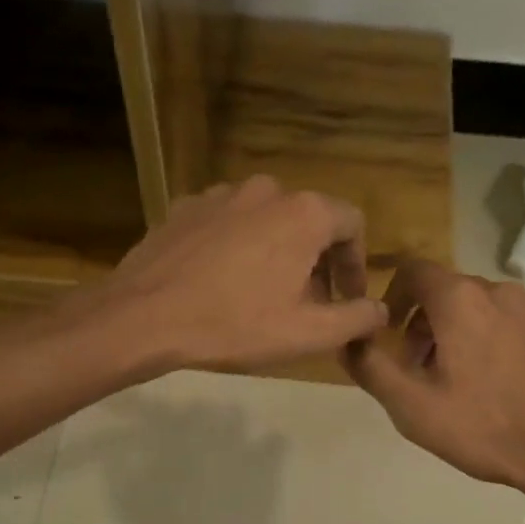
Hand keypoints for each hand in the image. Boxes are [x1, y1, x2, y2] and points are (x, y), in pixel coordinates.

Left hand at [97, 176, 387, 372]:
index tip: (346, 299)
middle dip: (315, 262)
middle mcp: (266, 190)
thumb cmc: (235, 325)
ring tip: (262, 295)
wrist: (144, 317)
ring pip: (266, 220)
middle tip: (306, 304)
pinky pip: (227, 224)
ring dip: (275, 253)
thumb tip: (380, 310)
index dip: (356, 264)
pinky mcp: (186, 207)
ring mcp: (220, 194)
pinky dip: (236, 247)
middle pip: (308, 221)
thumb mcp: (308, 333)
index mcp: (304, 213)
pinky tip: (221, 282)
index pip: (352, 224)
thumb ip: (357, 318)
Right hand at [346, 259, 524, 500]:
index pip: (414, 269)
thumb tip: (349, 338)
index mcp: (461, 300)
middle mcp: (501, 293)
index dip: (393, 295)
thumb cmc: (481, 427)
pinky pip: (514, 328)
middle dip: (425, 322)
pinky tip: (498, 385)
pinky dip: (496, 343)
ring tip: (458, 379)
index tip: (389, 332)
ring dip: (461, 332)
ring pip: (484, 309)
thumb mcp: (410, 405)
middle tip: (418, 368)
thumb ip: (370, 365)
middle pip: (449, 290)